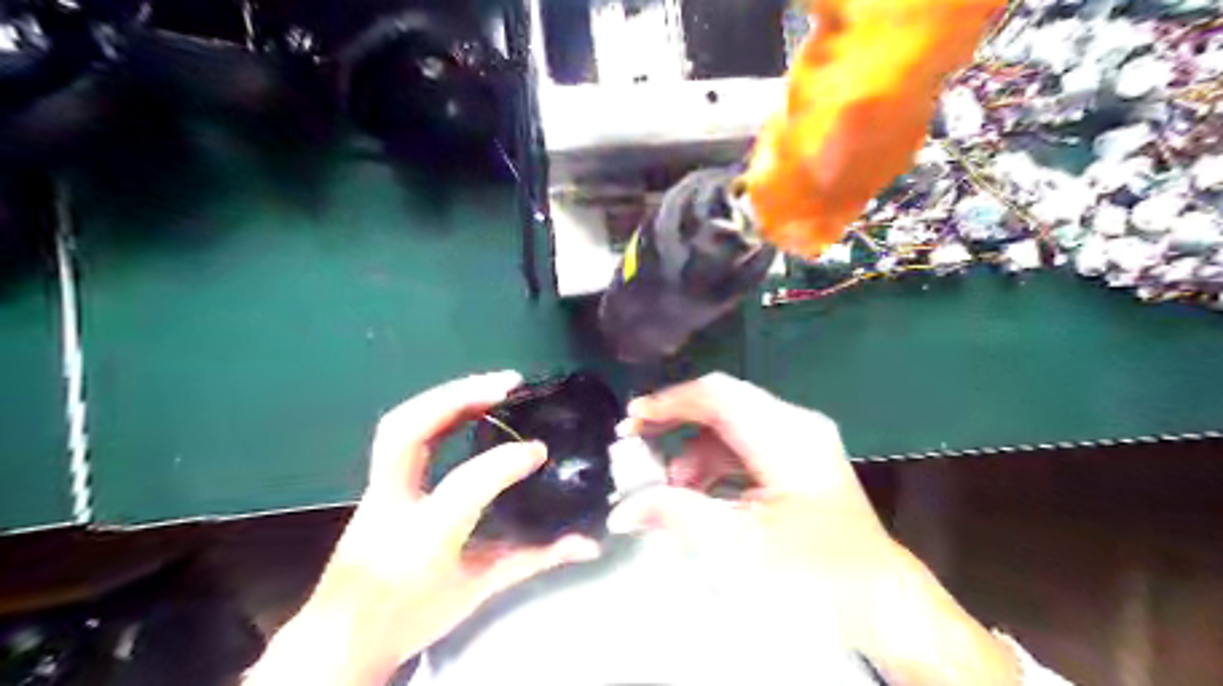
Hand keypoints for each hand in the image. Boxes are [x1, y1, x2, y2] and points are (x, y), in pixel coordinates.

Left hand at [247, 376, 600, 685]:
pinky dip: (436, 410)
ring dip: (446, 396)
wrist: (342, 636)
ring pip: (398, 424)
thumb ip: (535, 559)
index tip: (539, 449)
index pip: (466, 486)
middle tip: (506, 383)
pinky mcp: (376, 482)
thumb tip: (589, 544)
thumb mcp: (480, 590)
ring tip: (491, 386)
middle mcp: (393, 505)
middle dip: (457, 397)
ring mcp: (377, 490)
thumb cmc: (414, 614)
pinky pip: (400, 432)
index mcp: (424, 539)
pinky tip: (466, 405)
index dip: (505, 461)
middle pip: (407, 432)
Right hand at [605, 375, 1017, 685]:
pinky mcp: (799, 458)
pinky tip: (700, 491)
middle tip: (637, 440)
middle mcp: (795, 424)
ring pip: (733, 424)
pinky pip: (746, 444)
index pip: (717, 396)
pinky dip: (716, 462)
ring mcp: (801, 439)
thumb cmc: (812, 575)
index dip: (669, 403)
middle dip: (676, 420)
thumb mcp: (735, 545)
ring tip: (670, 485)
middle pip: (723, 402)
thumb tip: (621, 509)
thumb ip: (674, 515)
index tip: (630, 421)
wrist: (879, 604)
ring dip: (695, 448)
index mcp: (786, 435)